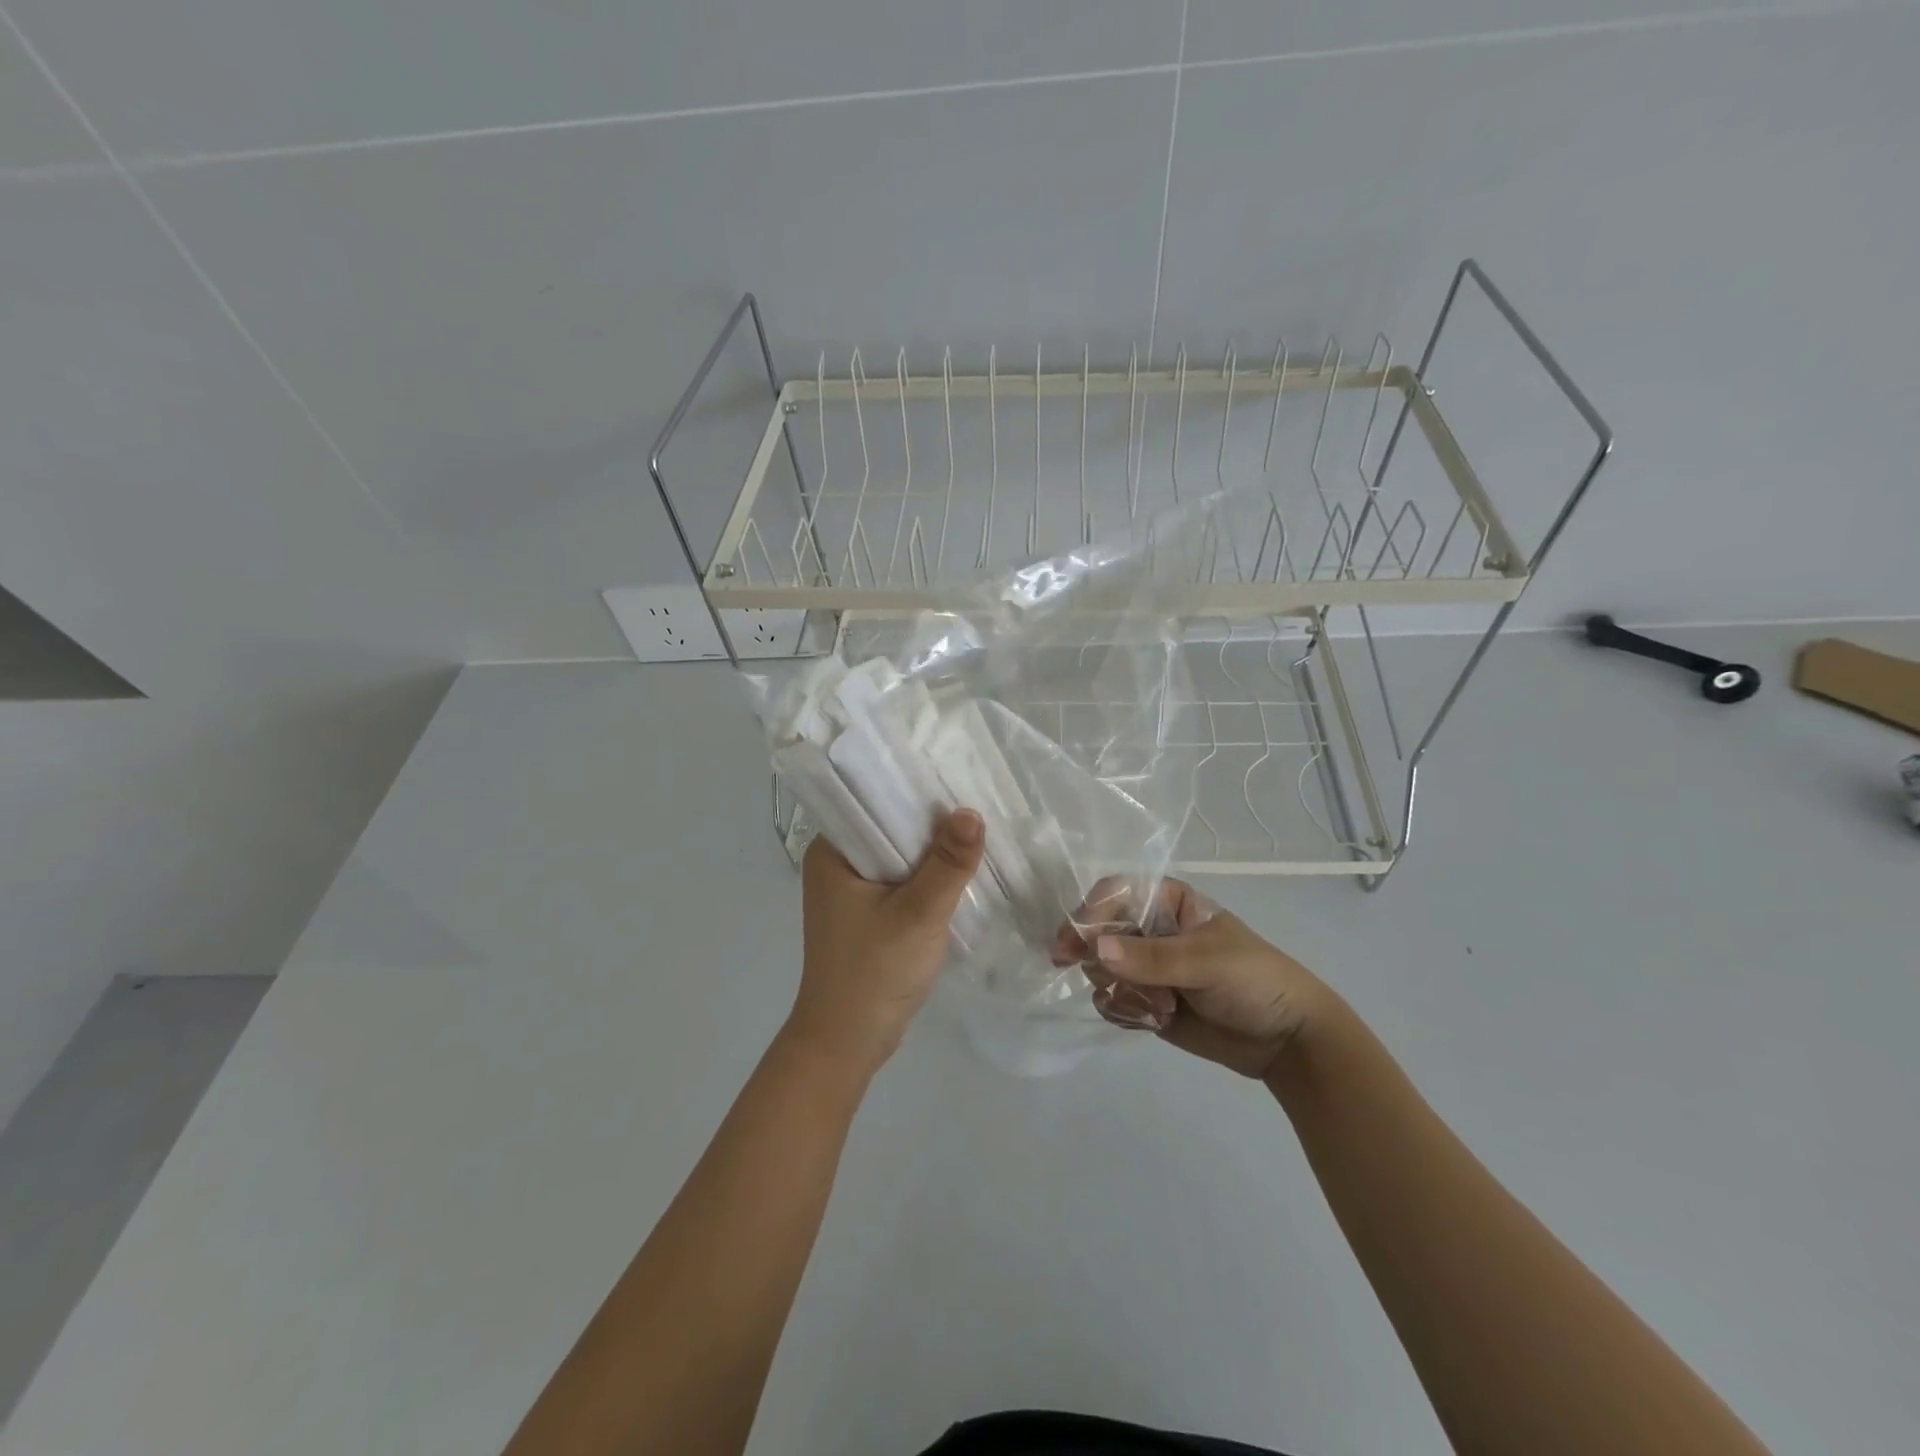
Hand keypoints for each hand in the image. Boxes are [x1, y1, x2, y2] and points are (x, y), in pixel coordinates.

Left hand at [789, 809, 985, 1073]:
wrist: (848, 1043)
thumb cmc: (874, 972)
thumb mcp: (918, 914)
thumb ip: (947, 864)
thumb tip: (972, 812)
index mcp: (832, 852)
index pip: (873, 800)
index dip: (914, 787)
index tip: (957, 774)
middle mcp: (838, 863)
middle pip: (890, 827)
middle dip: (931, 820)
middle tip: (978, 798)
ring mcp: (853, 890)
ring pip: (900, 855)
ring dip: (933, 850)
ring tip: (977, 828)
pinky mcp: (869, 912)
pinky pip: (903, 879)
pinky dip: (928, 876)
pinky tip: (961, 869)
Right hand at [1054, 877, 1333, 1079]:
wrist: (1287, 1041)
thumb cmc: (1253, 980)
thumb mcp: (1206, 962)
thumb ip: (1151, 958)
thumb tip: (1095, 949)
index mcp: (1168, 902)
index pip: (1115, 894)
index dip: (1091, 913)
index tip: (1072, 943)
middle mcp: (1150, 929)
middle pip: (1098, 931)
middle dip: (1098, 958)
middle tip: (1104, 980)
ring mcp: (1145, 967)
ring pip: (1100, 969)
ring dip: (1118, 989)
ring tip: (1157, 1008)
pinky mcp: (1145, 1001)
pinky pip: (1111, 1000)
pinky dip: (1123, 1011)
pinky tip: (1153, 1021)